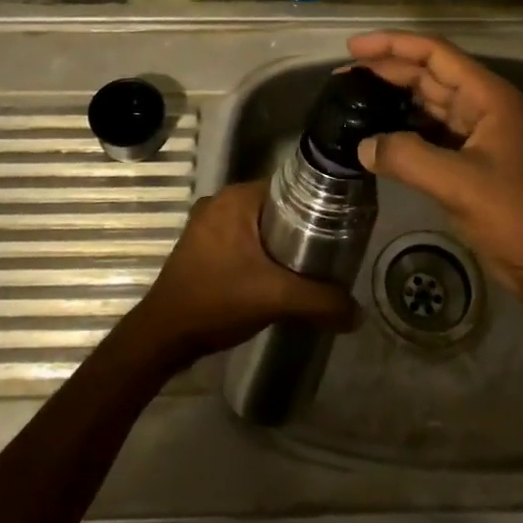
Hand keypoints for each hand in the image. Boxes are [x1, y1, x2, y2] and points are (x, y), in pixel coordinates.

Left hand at [131, 180, 355, 365]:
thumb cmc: (218, 300)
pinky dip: (258, 253)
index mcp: (237, 198)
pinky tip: (274, 276)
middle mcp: (220, 201)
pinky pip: (240, 239)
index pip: (289, 188)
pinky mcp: (199, 246)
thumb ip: (321, 301)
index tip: (339, 228)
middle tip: (328, 252)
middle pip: (274, 207)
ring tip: (307, 267)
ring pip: (256, 225)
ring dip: (278, 243)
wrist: (164, 334)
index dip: (316, 206)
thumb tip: (358, 313)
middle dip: (300, 228)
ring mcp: (206, 224)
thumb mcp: (276, 298)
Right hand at [348, 31, 522, 323]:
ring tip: (351, 99)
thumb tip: (362, 145)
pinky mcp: (466, 160)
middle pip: (427, 74)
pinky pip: (427, 132)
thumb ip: (408, 158)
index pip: (434, 53)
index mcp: (486, 96)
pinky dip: (400, 129)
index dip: (393, 44)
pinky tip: (374, 135)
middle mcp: (480, 106)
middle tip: (341, 77)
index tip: (353, 48)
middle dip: (386, 70)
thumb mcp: (461, 184)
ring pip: (425, 102)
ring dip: (391, 98)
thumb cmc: (518, 215)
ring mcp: (474, 133)